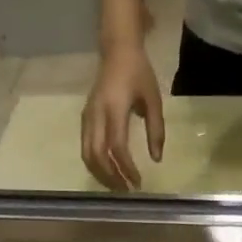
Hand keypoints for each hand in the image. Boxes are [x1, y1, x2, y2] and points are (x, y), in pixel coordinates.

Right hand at [81, 41, 163, 190]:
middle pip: (97, 155)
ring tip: (117, 186)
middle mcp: (96, 115)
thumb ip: (156, 130)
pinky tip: (108, 172)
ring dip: (101, 174)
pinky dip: (95, 164)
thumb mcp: (154, 100)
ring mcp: (87, 117)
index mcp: (114, 109)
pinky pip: (85, 147)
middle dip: (111, 177)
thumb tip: (156, 159)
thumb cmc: (139, 73)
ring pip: (87, 154)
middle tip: (126, 191)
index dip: (126, 168)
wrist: (117, 50)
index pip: (117, 147)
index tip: (137, 182)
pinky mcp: (85, 119)